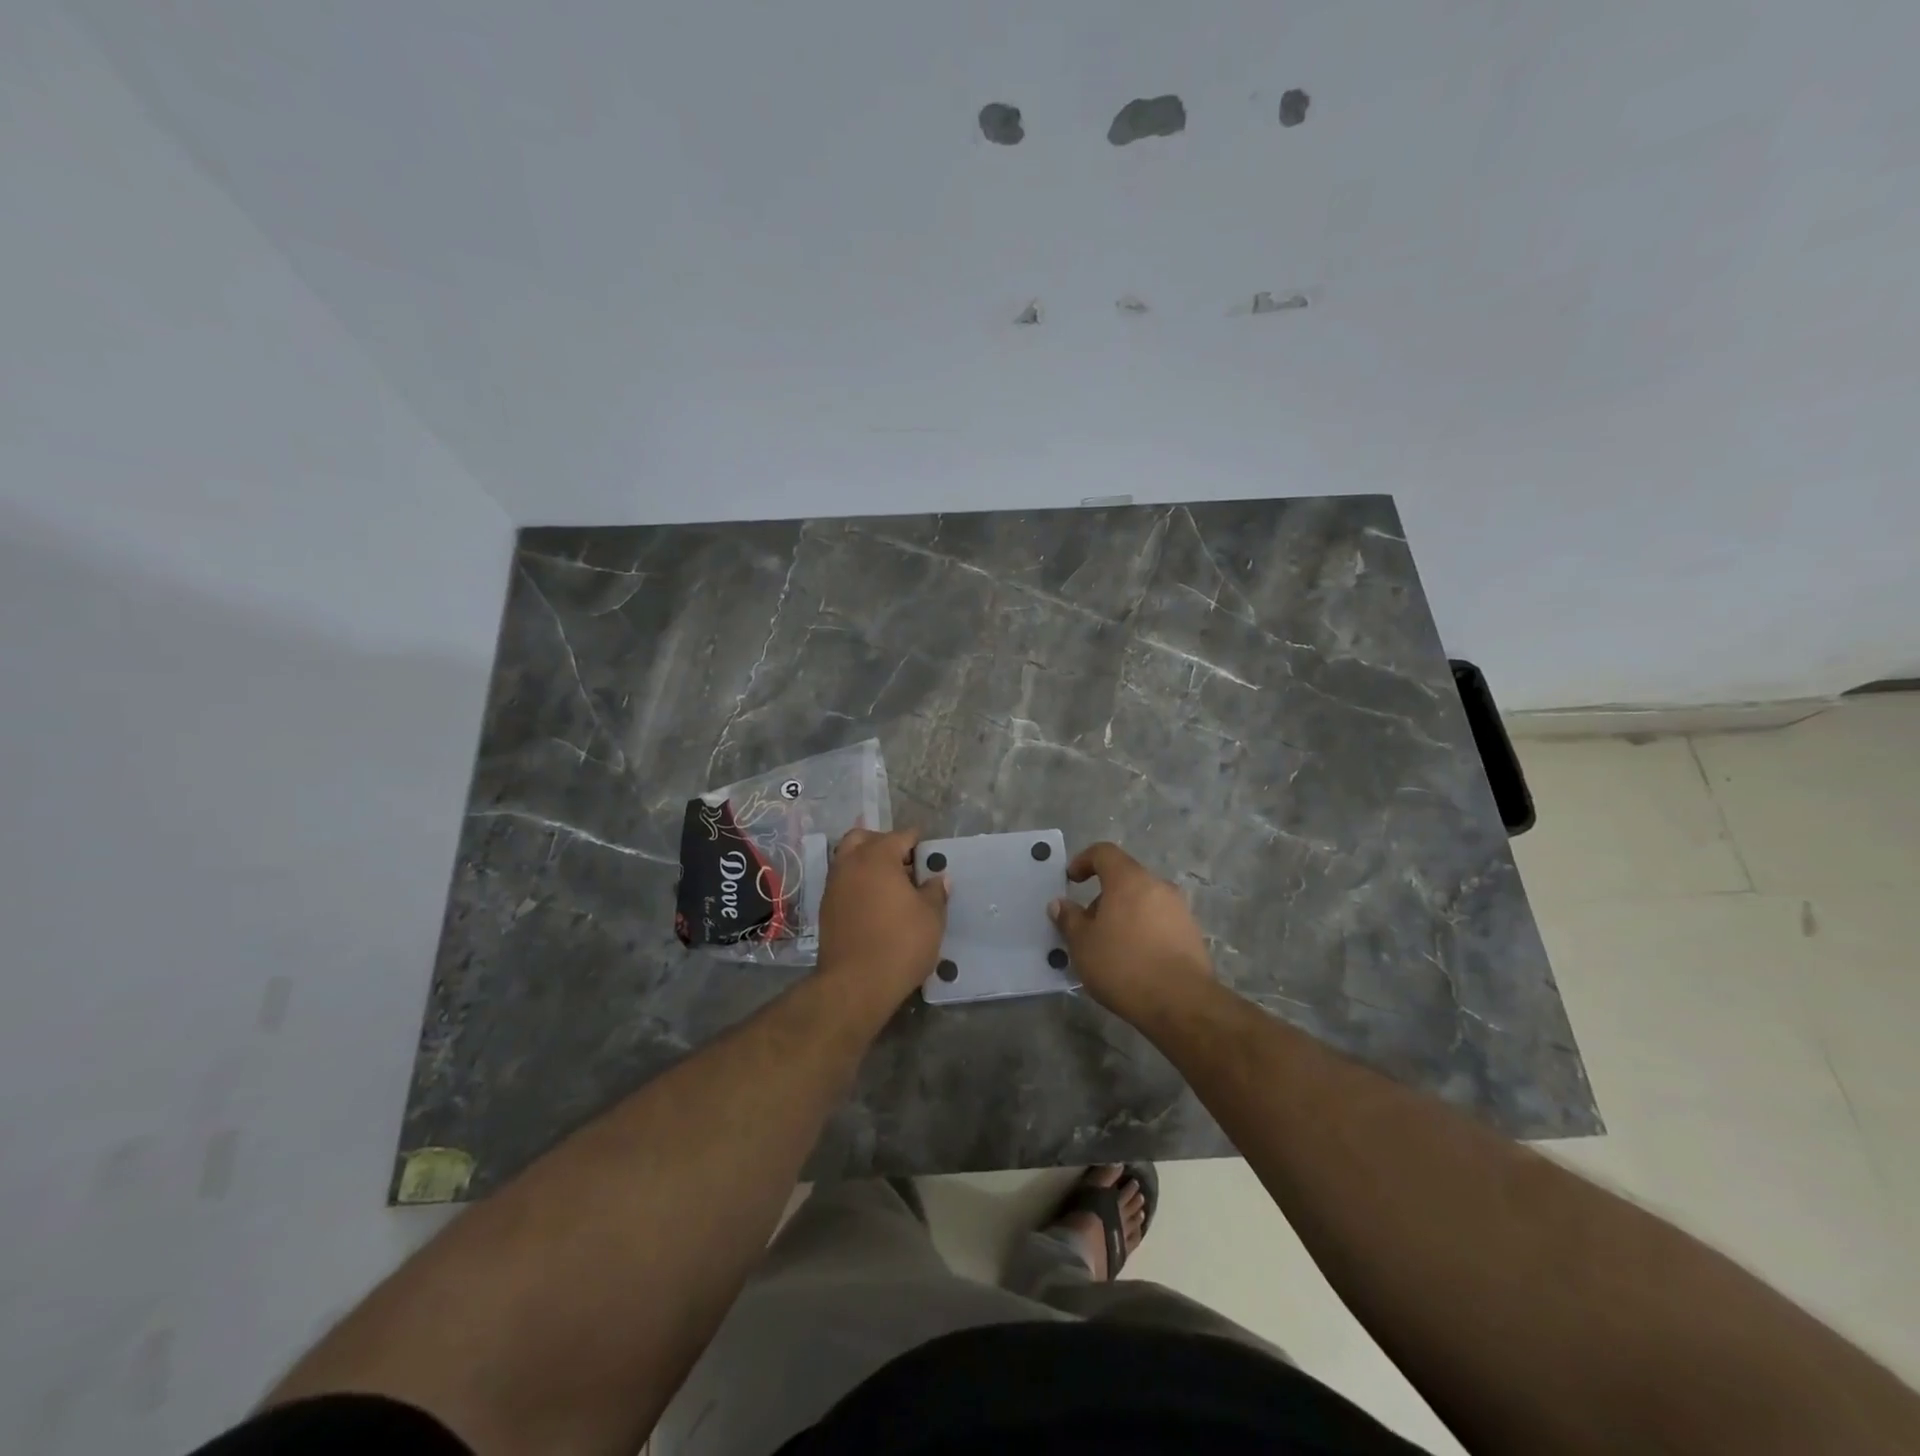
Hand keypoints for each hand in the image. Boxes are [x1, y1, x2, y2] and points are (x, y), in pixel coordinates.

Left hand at [816, 827, 948, 1007]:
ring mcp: (834, 885)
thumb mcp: (931, 917)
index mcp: (877, 856)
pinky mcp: (826, 908)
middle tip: (904, 864)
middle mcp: (851, 863)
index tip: (929, 856)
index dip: (917, 843)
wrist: (855, 984)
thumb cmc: (900, 943)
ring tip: (890, 885)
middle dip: (884, 844)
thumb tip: (938, 878)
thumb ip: (935, 891)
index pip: (900, 836)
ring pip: (848, 858)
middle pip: (864, 838)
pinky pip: (843, 881)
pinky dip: (857, 882)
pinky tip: (875, 903)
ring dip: (867, 863)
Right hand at [1050, 842, 1213, 1021]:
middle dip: (1103, 896)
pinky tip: (1134, 960)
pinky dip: (1143, 930)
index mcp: (1129, 879)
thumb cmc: (1123, 965)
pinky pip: (1160, 922)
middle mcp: (1158, 886)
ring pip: (1144, 901)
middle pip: (1125, 879)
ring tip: (1110, 947)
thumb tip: (1060, 904)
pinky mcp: (1192, 934)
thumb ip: (1069, 919)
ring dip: (1124, 915)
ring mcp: (1180, 909)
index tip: (1071, 880)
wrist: (1182, 1003)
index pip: (1104, 852)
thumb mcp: (1083, 944)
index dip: (1083, 860)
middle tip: (1088, 925)